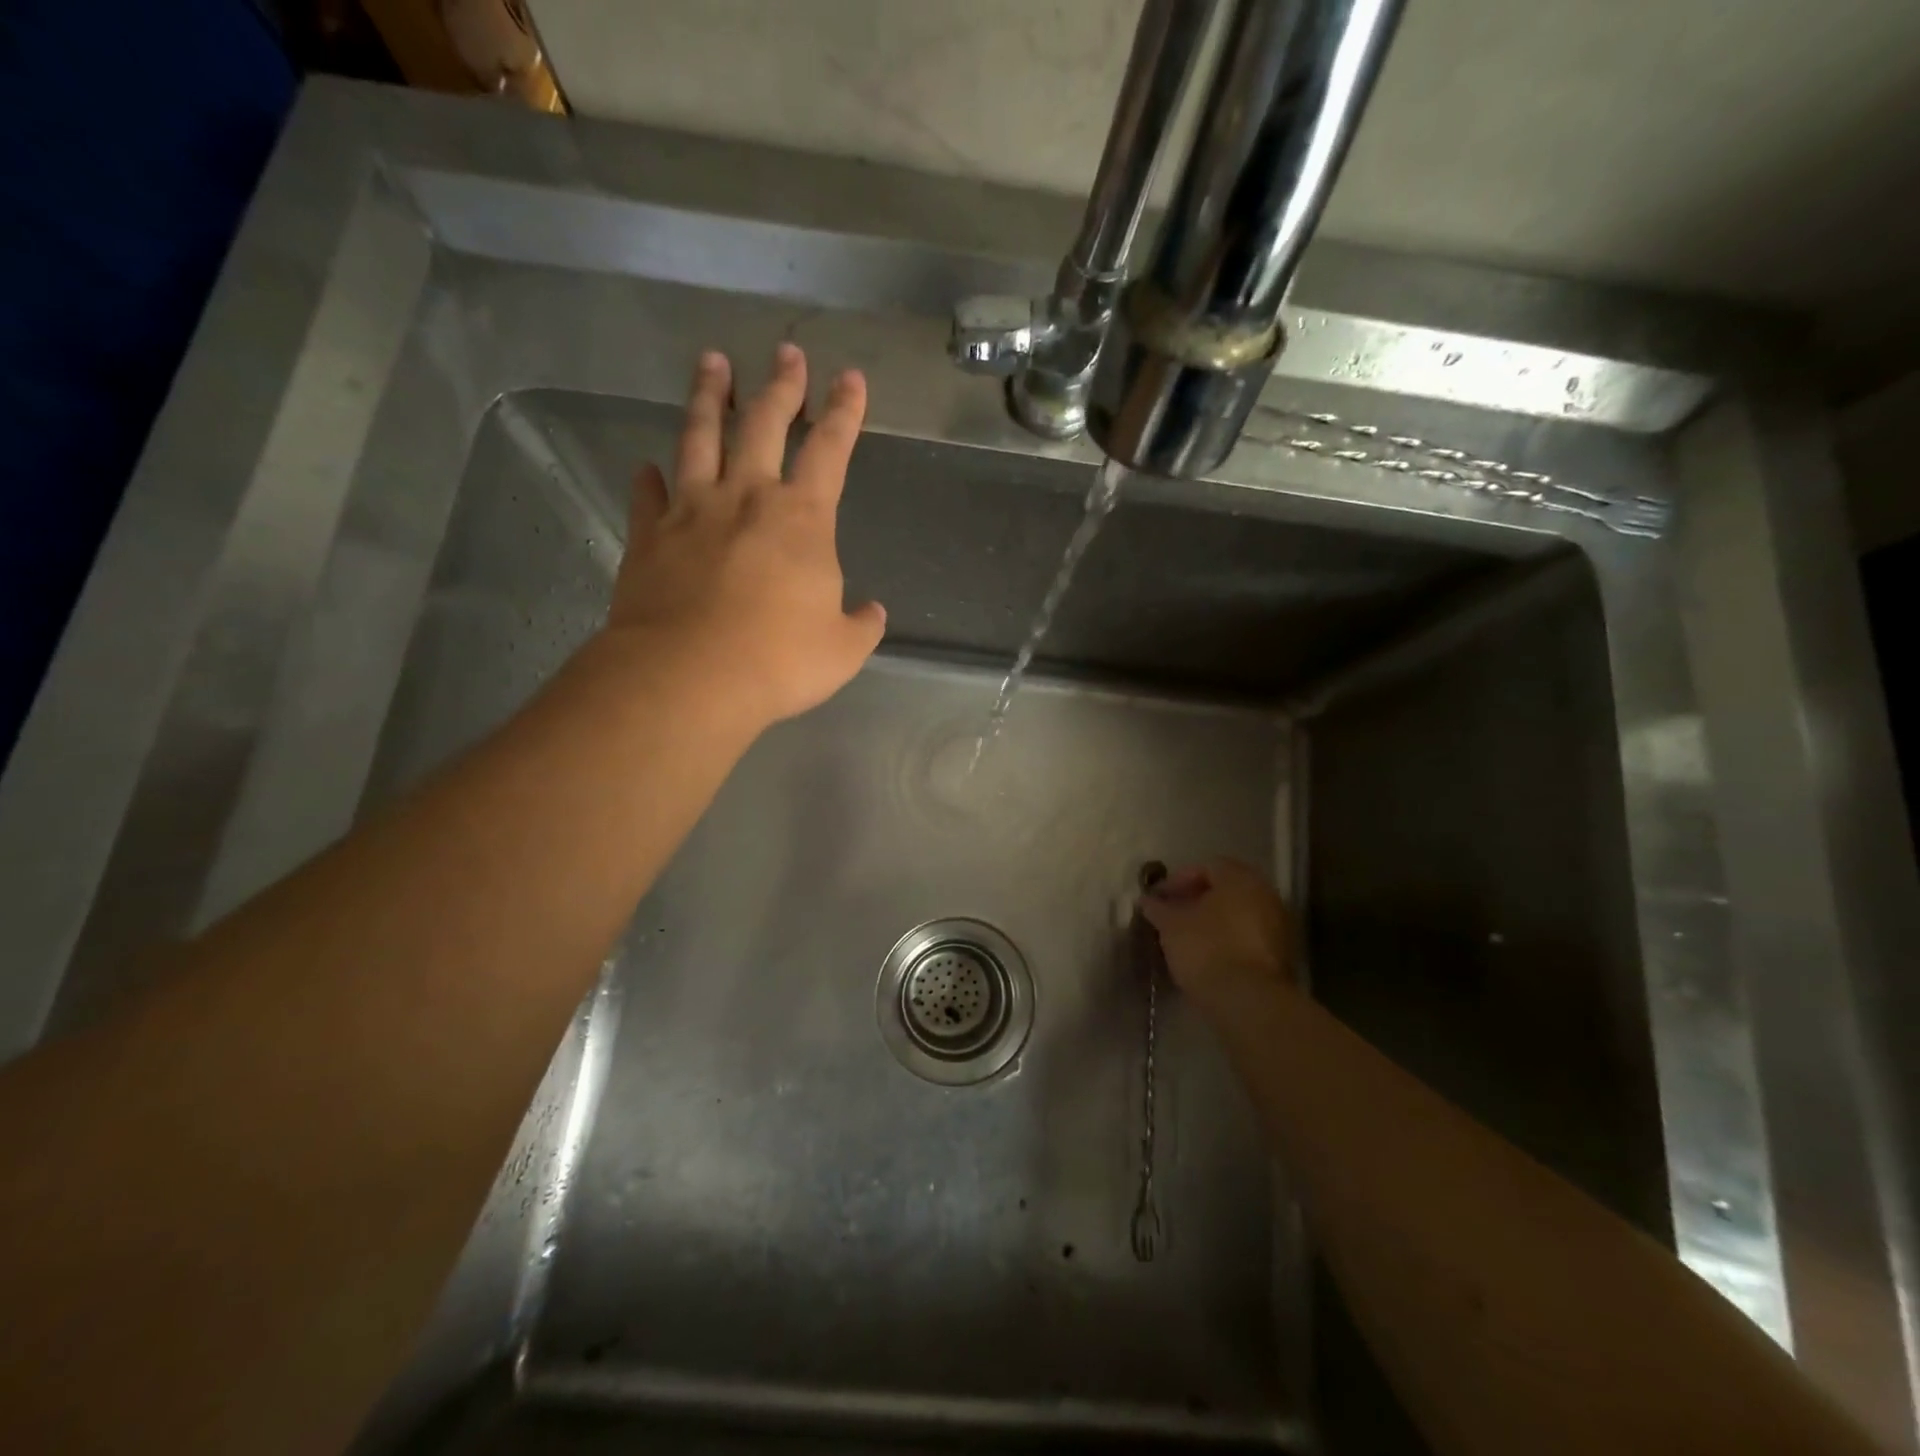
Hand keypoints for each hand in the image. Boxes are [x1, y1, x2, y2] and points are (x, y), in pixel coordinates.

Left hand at [602, 342, 885, 727]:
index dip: (844, 412)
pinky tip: (645, 467)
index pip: (830, 449)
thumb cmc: (779, 661)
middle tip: (786, 352)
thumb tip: (872, 612)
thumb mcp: (842, 651)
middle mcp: (746, 497)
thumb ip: (861, 626)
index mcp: (802, 519)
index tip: (850, 378)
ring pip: (698, 437)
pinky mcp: (648, 536)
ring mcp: (691, 511)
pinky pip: (647, 495)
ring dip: (708, 397)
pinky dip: (647, 479)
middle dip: (780, 386)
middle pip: (763, 424)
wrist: (689, 676)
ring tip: (711, 363)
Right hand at [1140, 859, 1291, 1009]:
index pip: (1206, 867)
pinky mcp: (1282, 956)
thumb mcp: (1171, 925)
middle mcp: (1265, 895)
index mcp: (1240, 879)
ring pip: (1238, 914)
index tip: (1160, 899)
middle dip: (1197, 900)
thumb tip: (1147, 900)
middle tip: (1173, 916)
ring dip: (1213, 921)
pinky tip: (1208, 956)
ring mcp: (1278, 926)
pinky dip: (1228, 940)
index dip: (1178, 880)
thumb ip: (1158, 908)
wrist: (1248, 1001)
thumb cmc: (1206, 949)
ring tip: (1187, 938)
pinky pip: (1249, 937)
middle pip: (1226, 890)